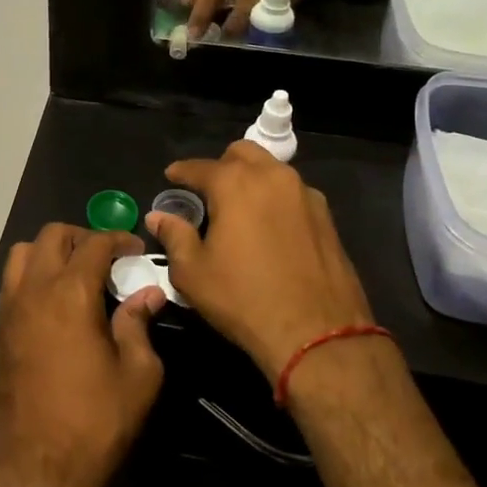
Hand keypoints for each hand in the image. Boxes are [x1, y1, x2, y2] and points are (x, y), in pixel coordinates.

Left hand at [0, 225, 167, 486]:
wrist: (39, 468)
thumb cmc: (96, 421)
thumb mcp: (138, 375)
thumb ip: (140, 325)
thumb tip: (147, 294)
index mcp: (70, 294)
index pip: (94, 244)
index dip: (118, 239)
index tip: (135, 250)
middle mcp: (35, 291)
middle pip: (52, 236)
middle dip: (83, 237)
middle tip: (108, 258)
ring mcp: (11, 310)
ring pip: (23, 253)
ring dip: (52, 251)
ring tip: (78, 274)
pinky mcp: (0, 331)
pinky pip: (14, 283)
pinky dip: (35, 275)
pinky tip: (58, 302)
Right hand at [147, 142, 373, 380]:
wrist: (317, 333)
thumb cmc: (244, 299)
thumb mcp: (193, 273)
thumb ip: (174, 236)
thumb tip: (159, 217)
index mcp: (235, 184)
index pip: (199, 166)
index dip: (181, 171)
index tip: (170, 177)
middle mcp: (272, 177)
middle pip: (242, 154)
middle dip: (221, 165)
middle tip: (208, 191)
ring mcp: (305, 195)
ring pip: (272, 170)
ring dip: (251, 179)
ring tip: (239, 208)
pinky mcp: (327, 217)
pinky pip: (293, 194)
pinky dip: (276, 200)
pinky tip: (269, 227)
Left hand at [188, 0, 340, 36]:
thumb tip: (197, 1)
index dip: (206, 6)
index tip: (195, 30)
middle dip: (236, 21)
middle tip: (223, 38)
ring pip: (276, 1)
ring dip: (258, 23)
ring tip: (243, 37)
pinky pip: (293, 2)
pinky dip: (277, 15)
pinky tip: (266, 23)